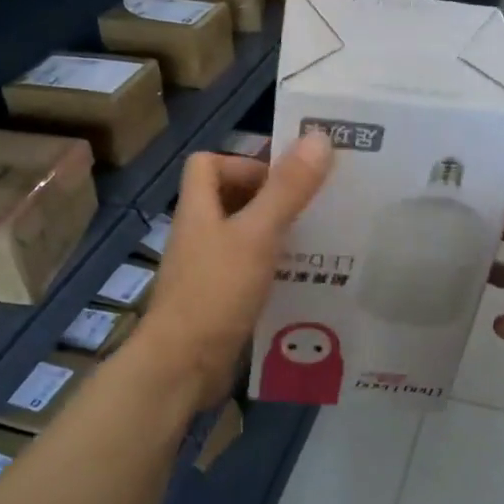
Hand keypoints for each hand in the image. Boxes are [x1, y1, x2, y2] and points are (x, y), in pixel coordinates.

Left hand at [141, 134, 333, 404]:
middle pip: (231, 200)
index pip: (208, 164)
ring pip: (244, 239)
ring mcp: (208, 271)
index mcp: (199, 210)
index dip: (243, 162)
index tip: (283, 178)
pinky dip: (274, 272)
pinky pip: (250, 274)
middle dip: (272, 200)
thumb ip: (287, 190)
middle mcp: (200, 235)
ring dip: (277, 237)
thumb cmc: (215, 292)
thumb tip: (319, 137)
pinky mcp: (220, 301)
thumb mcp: (256, 235)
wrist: (182, 366)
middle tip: (315, 207)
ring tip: (321, 242)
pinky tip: (304, 281)